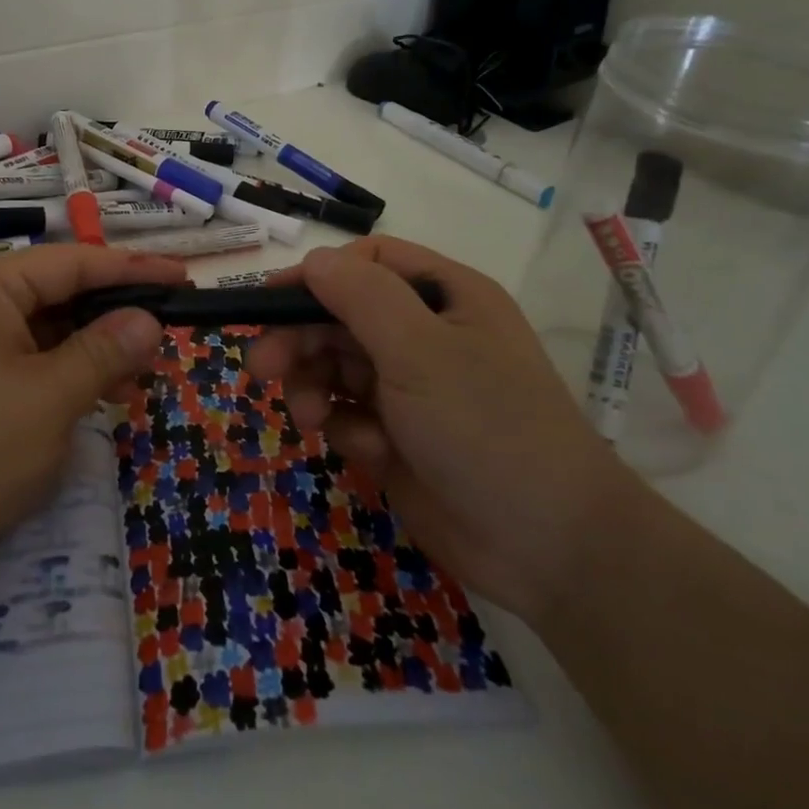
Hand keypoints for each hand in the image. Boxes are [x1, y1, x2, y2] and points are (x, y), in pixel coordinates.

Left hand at [0, 245, 182, 603]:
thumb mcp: (47, 400)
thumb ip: (103, 353)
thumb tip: (148, 320)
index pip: (73, 262)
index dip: (133, 270)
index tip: (183, 280)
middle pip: (59, 295)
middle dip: (114, 317)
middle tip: (169, 339)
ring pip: (46, 335)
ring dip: (94, 353)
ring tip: (143, 378)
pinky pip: (27, 368)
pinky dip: (66, 380)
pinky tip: (101, 401)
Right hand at [247, 237, 644, 625]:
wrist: (547, 548)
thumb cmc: (486, 428)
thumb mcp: (420, 351)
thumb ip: (361, 296)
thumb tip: (312, 260)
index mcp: (443, 296)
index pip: (366, 263)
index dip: (315, 277)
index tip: (267, 303)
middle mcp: (426, 334)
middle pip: (340, 316)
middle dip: (300, 340)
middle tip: (261, 369)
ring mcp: (411, 387)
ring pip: (335, 366)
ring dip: (315, 388)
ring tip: (311, 419)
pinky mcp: (397, 436)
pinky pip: (348, 414)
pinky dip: (347, 429)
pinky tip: (370, 453)